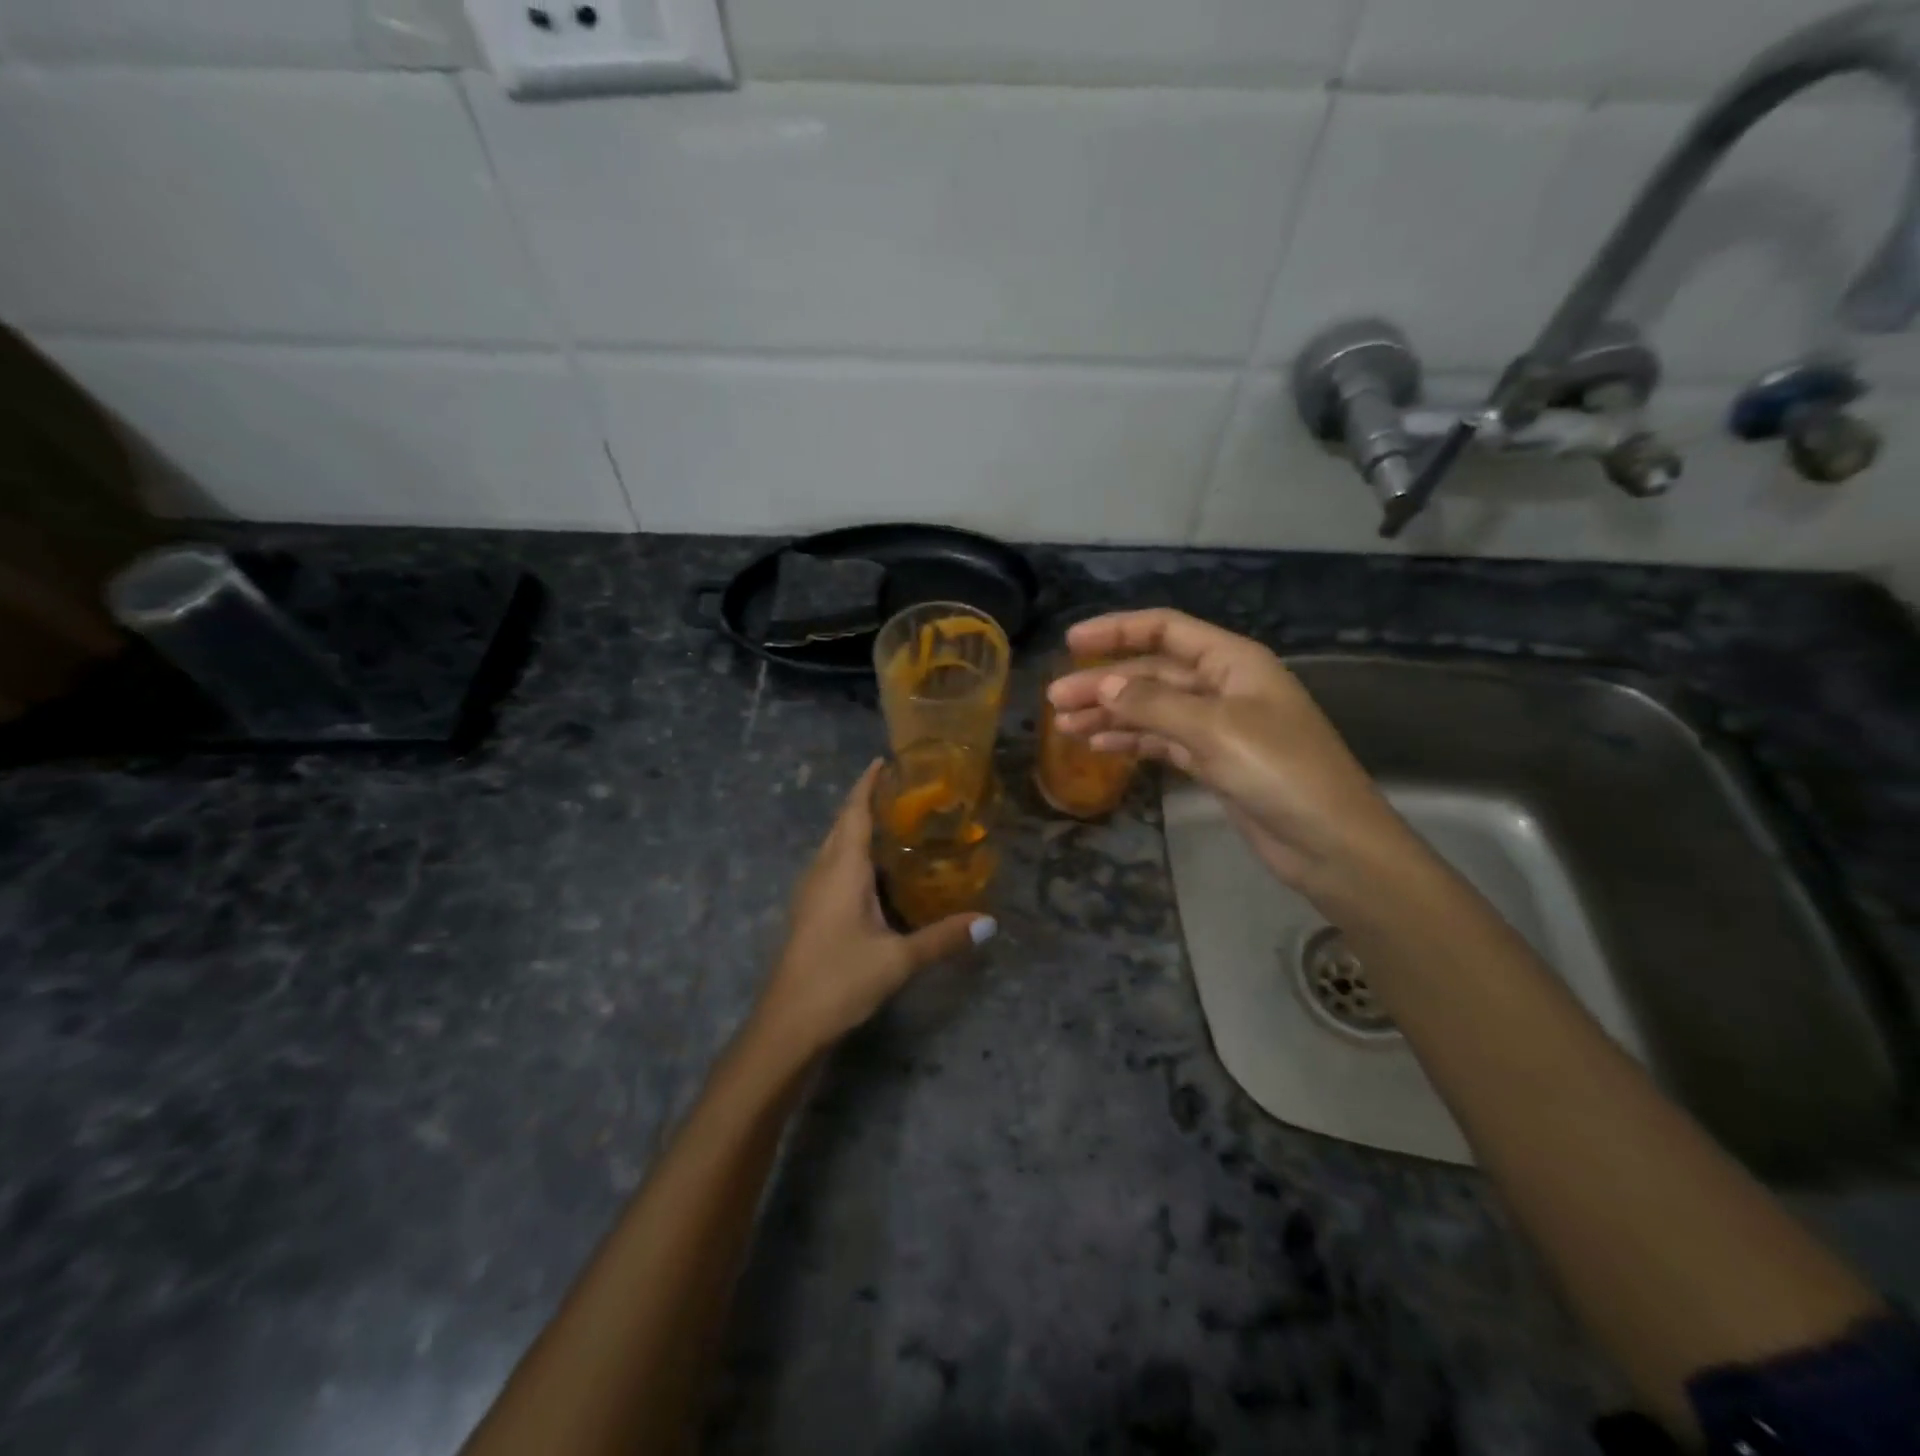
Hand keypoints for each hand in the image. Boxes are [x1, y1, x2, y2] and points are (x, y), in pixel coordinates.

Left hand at [751, 761, 993, 1059]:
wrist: (787, 1025)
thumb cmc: (839, 980)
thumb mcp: (898, 960)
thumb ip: (943, 938)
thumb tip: (990, 922)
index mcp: (841, 870)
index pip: (853, 813)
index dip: (866, 784)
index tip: (882, 760)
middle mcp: (822, 872)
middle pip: (841, 825)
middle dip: (864, 802)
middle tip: (900, 791)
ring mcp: (810, 894)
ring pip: (833, 848)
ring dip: (855, 829)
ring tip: (891, 824)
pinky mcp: (808, 914)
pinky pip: (831, 868)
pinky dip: (851, 856)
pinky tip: (872, 874)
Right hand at [1048, 610, 1407, 896]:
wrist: (1330, 843)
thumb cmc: (1279, 771)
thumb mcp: (1214, 730)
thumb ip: (1154, 704)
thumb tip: (1103, 685)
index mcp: (1232, 661)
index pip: (1165, 630)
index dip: (1117, 631)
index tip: (1071, 642)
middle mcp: (1223, 686)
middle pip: (1152, 673)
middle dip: (1104, 683)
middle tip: (1055, 701)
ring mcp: (1218, 726)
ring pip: (1153, 708)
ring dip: (1111, 714)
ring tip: (1067, 726)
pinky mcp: (1214, 761)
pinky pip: (1162, 741)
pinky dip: (1132, 741)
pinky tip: (1100, 746)